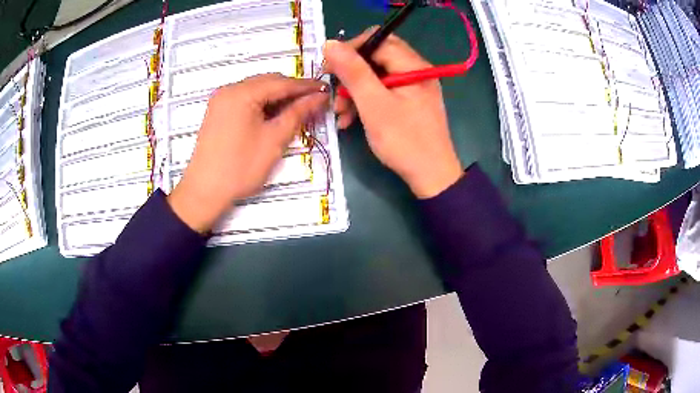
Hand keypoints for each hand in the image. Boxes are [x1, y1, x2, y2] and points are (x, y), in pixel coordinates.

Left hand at [168, 74, 328, 232]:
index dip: (306, 86)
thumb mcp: (274, 140)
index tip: (326, 90)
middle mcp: (229, 89)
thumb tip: (319, 97)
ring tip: (297, 111)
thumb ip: (298, 113)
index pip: (281, 83)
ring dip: (277, 98)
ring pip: (257, 91)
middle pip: (268, 82)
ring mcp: (221, 100)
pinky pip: (246, 100)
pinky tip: (275, 116)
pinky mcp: (218, 111)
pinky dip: (263, 105)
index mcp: (241, 93)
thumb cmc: (240, 168)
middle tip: (313, 103)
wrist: (204, 191)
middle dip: (292, 91)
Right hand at [324, 31, 462, 198]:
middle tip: (333, 91)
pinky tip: (349, 120)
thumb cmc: (403, 140)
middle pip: (376, 58)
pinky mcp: (410, 103)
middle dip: (351, 74)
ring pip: (377, 77)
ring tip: (339, 114)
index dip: (350, 49)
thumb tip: (330, 43)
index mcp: (412, 65)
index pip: (378, 40)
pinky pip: (383, 93)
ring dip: (354, 92)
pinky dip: (365, 102)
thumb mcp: (373, 103)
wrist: (431, 177)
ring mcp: (413, 88)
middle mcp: (415, 71)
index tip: (329, 68)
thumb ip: (352, 71)